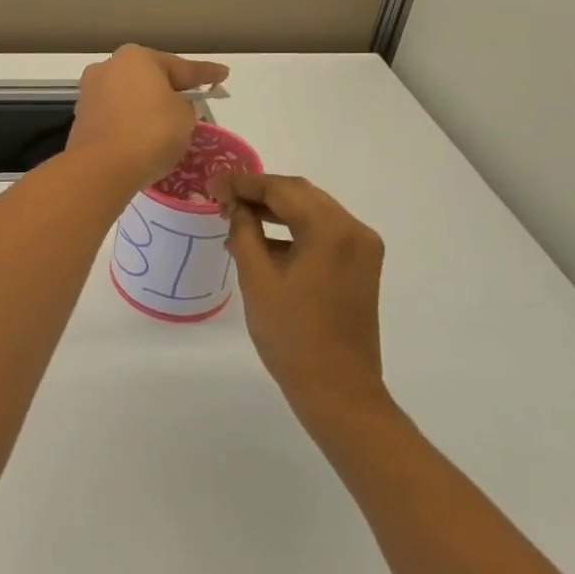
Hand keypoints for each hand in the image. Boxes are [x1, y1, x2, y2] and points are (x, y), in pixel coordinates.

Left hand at [66, 45, 228, 191]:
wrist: (102, 168)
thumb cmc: (151, 133)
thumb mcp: (185, 117)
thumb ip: (184, 105)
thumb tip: (171, 106)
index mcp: (137, 57)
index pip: (181, 67)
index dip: (206, 74)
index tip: (223, 75)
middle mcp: (108, 67)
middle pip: (149, 77)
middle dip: (169, 88)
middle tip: (193, 98)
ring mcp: (90, 92)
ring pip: (130, 96)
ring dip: (147, 106)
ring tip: (168, 121)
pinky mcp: (82, 118)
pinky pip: (116, 115)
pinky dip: (131, 121)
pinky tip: (143, 134)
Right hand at [213, 172, 388, 413]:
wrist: (337, 390)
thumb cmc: (292, 335)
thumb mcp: (257, 279)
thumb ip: (243, 232)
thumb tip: (235, 205)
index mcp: (331, 230)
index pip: (282, 189)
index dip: (244, 183)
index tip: (212, 185)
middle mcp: (354, 230)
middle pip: (301, 195)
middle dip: (259, 193)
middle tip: (221, 198)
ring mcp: (361, 249)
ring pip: (312, 212)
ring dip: (275, 211)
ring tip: (235, 218)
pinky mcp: (359, 266)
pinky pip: (322, 233)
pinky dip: (292, 230)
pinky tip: (261, 241)